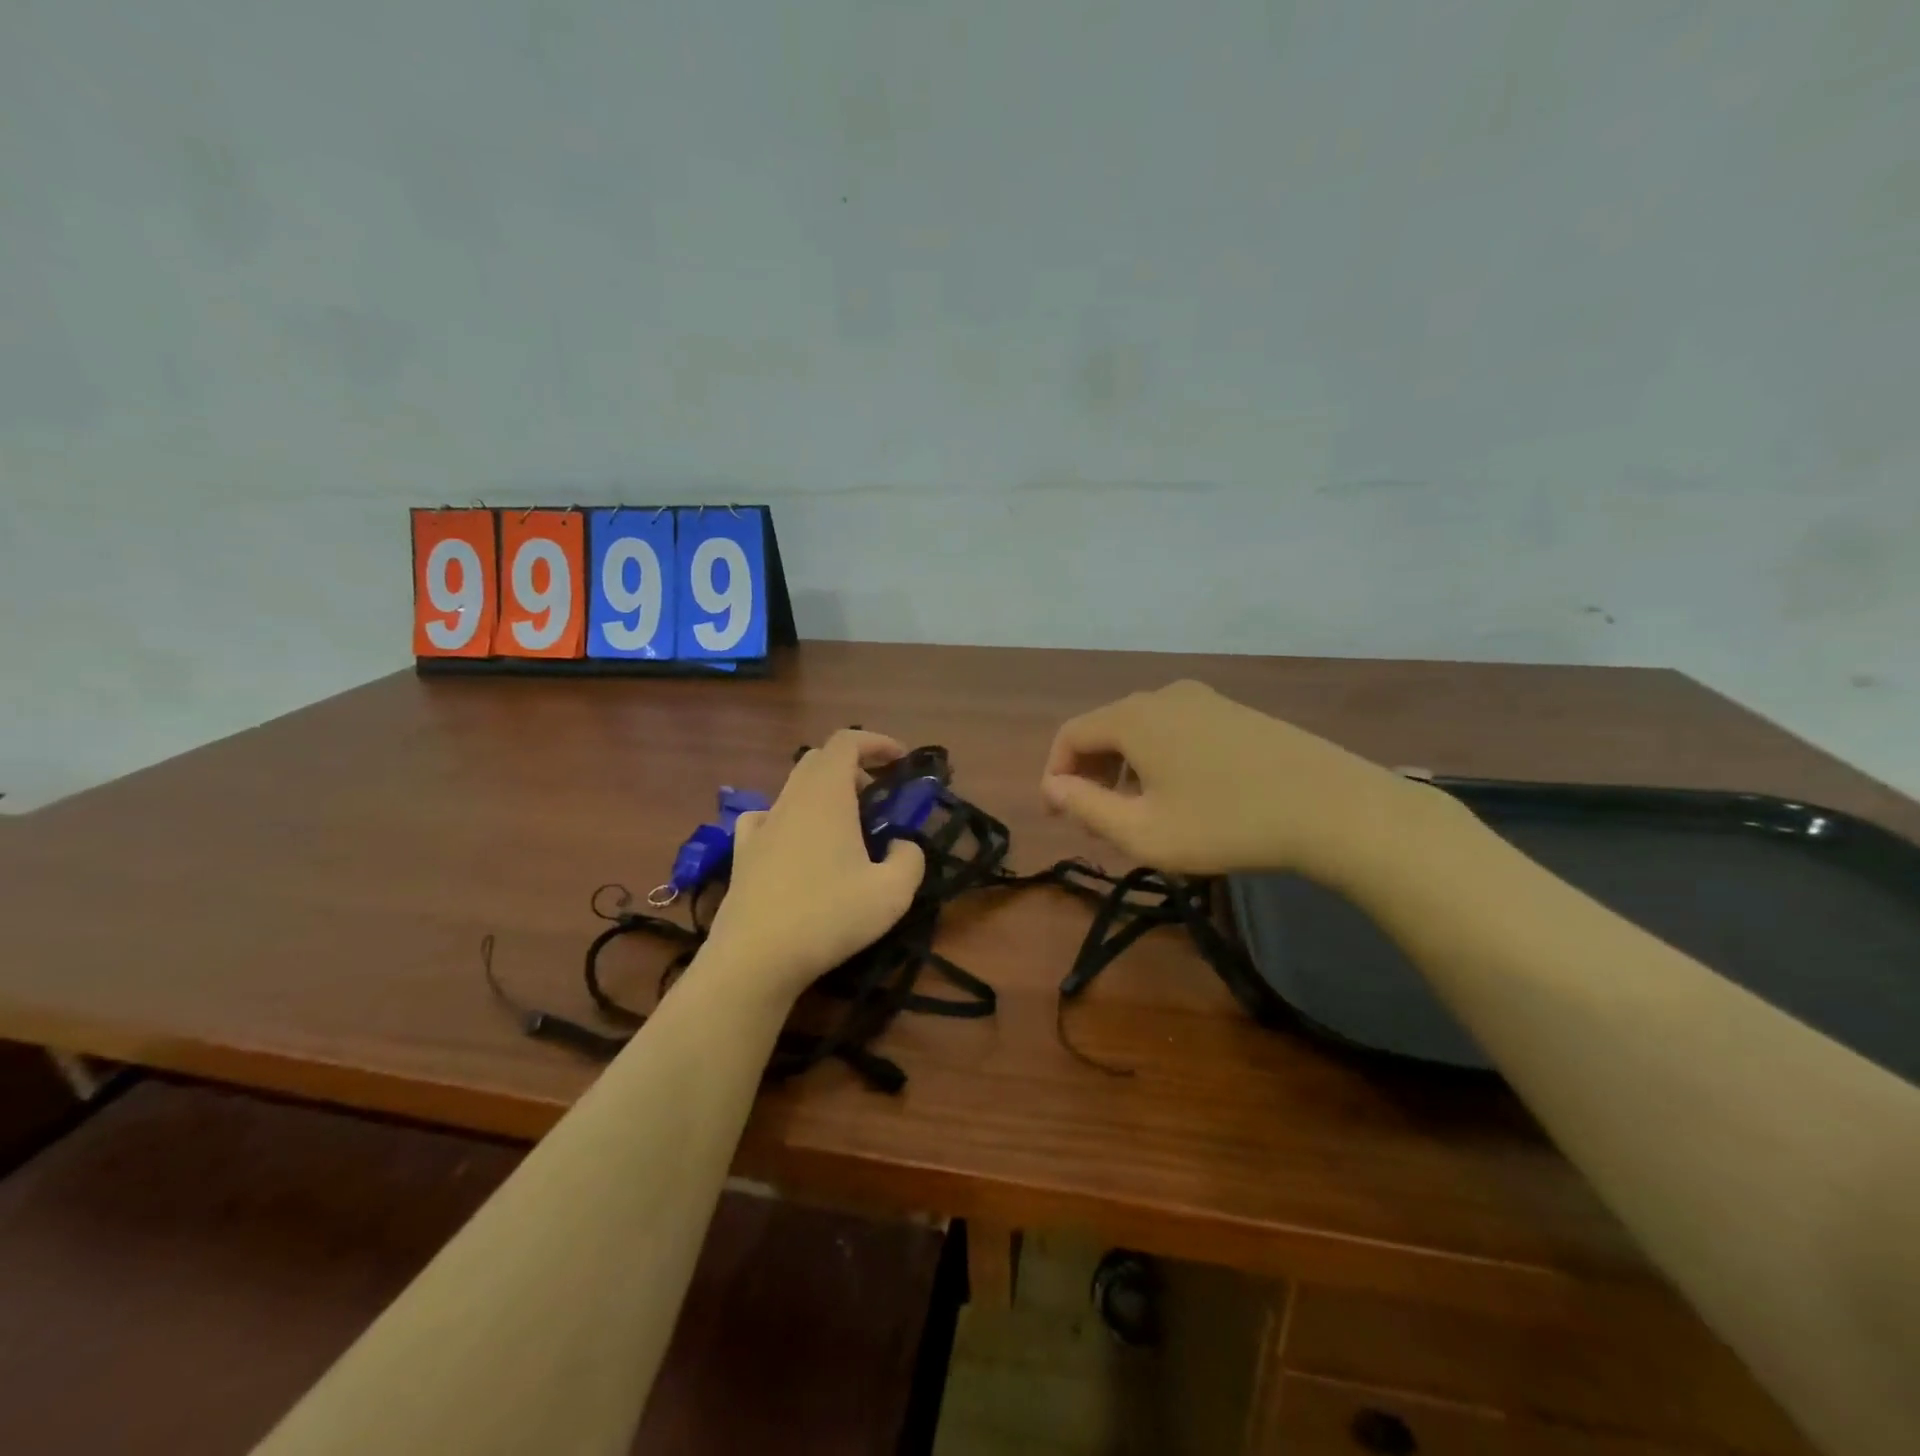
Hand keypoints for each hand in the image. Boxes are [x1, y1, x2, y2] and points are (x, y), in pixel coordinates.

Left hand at [702, 730, 925, 997]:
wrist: (755, 958)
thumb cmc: (828, 917)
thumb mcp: (892, 893)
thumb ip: (910, 858)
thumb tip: (901, 844)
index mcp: (826, 795)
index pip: (847, 741)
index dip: (876, 742)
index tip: (901, 761)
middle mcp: (790, 799)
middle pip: (819, 760)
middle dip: (854, 767)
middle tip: (878, 796)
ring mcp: (761, 825)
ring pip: (794, 788)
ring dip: (824, 793)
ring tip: (845, 826)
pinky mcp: (742, 853)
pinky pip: (767, 817)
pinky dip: (790, 817)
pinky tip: (798, 843)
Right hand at [1039, 680, 1434, 884]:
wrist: (1332, 808)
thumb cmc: (1226, 823)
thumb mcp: (1144, 831)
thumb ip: (1087, 807)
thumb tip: (1054, 787)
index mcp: (1134, 718)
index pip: (1071, 735)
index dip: (1056, 775)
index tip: (1061, 816)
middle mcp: (1163, 696)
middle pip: (1106, 730)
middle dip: (1091, 775)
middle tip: (1097, 823)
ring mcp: (1204, 700)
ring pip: (1142, 731)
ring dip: (1125, 770)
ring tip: (1139, 815)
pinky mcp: (1234, 712)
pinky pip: (1175, 731)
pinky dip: (1159, 760)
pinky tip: (1181, 796)